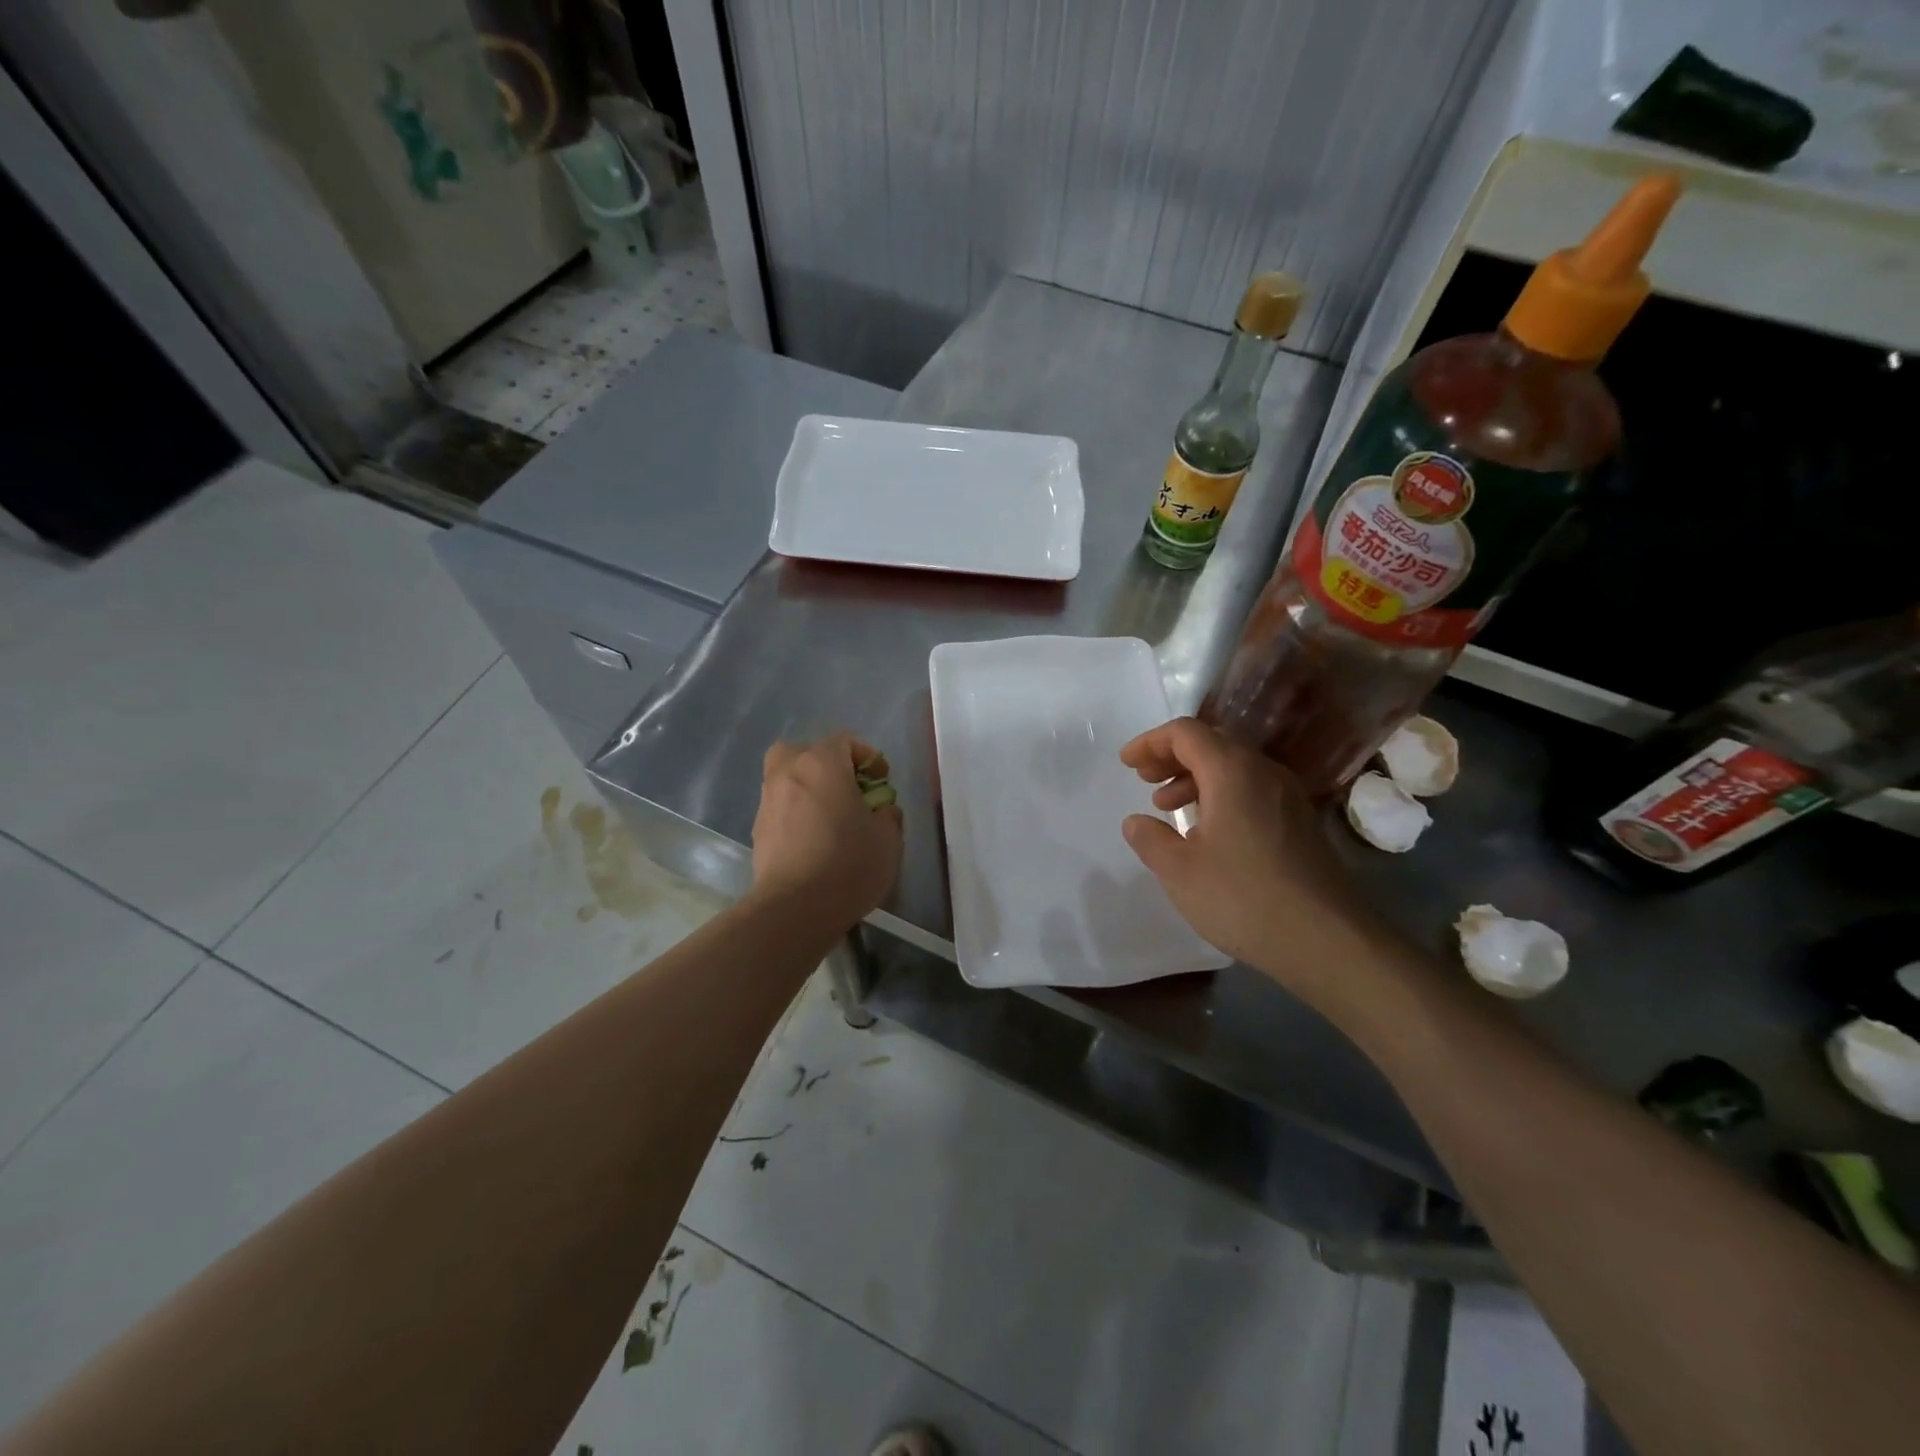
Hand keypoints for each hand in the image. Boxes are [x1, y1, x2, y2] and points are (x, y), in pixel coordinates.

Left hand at [750, 733, 902, 930]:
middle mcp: (788, 772)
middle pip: (805, 752)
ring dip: (809, 789)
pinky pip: (781, 807)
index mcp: (822, 764)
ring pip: (788, 779)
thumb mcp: (887, 839)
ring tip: (831, 818)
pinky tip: (813, 839)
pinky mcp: (758, 829)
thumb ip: (888, 815)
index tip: (881, 780)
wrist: (795, 908)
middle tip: (847, 789)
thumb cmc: (848, 863)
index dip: (867, 756)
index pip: (844, 741)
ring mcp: (768, 801)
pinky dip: (796, 813)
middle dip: (827, 764)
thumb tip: (881, 811)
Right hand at [1118, 717, 1395, 1012]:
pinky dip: (1221, 795)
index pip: (1186, 733)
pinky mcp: (1300, 822)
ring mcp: (1288, 796)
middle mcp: (1264, 772)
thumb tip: (1137, 822)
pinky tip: (1207, 830)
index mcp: (1232, 772)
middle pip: (1213, 743)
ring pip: (1234, 767)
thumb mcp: (1179, 871)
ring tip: (1168, 807)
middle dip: (1172, 756)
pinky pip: (1252, 789)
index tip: (1126, 763)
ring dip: (1195, 778)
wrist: (1327, 940)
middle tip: (1144, 779)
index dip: (1151, 742)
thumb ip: (1150, 839)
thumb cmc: (1242, 898)